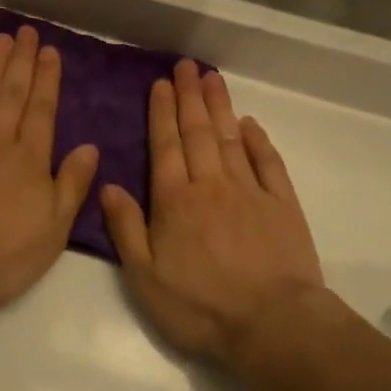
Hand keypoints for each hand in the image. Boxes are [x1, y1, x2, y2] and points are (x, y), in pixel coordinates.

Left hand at [0, 25, 98, 322]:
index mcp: (29, 158)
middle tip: (27, 32)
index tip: (50, 52)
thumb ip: (72, 185)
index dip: (47, 79)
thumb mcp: (53, 230)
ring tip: (2, 39)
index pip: (42, 109)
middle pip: (12, 93)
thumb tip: (90, 147)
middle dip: (22, 61)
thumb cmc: (1, 255)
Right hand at [101, 60, 323, 363]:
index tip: (160, 84)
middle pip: (198, 132)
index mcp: (175, 201)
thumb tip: (108, 185)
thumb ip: (126, 228)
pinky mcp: (282, 204)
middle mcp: (211, 185)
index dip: (161, 113)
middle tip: (186, 66)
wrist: (272, 324)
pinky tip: (250, 123)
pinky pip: (268, 162)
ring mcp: (250, 191)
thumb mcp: (145, 277)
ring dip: (220, 107)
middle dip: (190, 97)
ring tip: (212, 78)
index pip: (165, 146)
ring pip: (230, 139)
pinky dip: (258, 140)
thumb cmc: (201, 306)